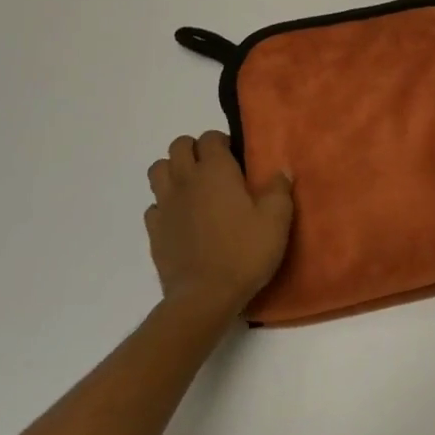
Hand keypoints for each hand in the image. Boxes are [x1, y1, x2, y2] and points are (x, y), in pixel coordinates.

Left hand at [144, 132, 293, 319]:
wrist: (205, 297)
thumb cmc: (244, 252)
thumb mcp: (276, 220)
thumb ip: (279, 189)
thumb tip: (281, 169)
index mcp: (215, 170)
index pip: (210, 137)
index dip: (222, 142)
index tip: (236, 158)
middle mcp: (186, 180)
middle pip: (178, 146)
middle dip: (194, 149)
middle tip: (213, 168)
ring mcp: (165, 205)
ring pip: (157, 170)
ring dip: (173, 171)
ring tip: (193, 187)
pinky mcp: (154, 231)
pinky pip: (153, 205)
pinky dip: (164, 205)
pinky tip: (181, 219)